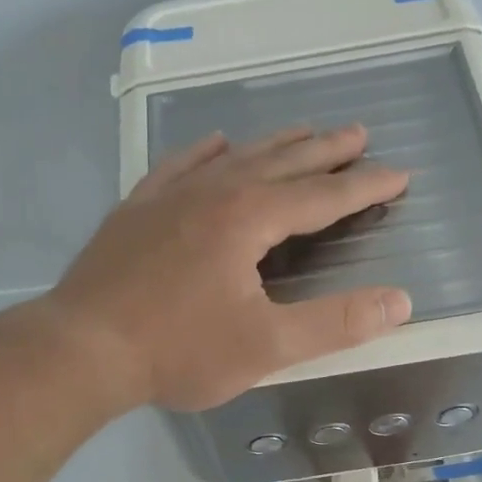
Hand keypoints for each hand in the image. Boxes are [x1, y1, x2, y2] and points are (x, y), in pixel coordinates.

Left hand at [46, 125, 411, 411]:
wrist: (82, 349)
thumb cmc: (178, 351)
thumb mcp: (267, 346)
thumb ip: (335, 323)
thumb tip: (400, 302)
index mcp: (249, 218)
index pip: (322, 195)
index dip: (364, 186)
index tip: (399, 173)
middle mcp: (213, 192)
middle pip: (281, 162)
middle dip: (324, 150)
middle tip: (358, 133)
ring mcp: (169, 196)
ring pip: (234, 157)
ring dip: (274, 145)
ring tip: (303, 131)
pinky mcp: (137, 210)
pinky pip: (180, 166)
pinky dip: (206, 152)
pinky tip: (216, 144)